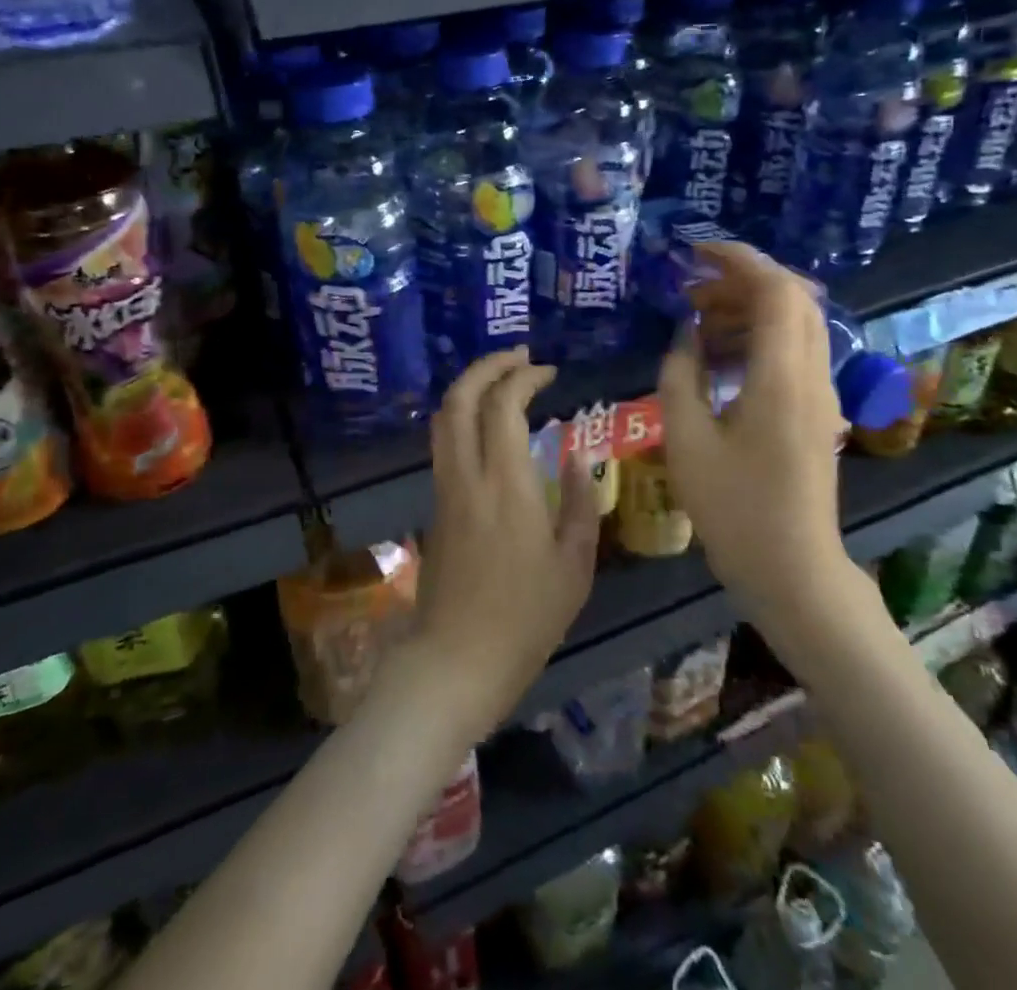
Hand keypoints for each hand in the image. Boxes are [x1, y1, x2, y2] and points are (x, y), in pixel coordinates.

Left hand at [408, 348, 600, 741]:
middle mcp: (467, 474)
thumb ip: (581, 504)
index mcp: (507, 484)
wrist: (456, 660)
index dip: (523, 376)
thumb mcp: (574, 566)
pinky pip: (444, 441)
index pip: (503, 404)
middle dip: (488, 365)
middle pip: (460, 397)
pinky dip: (462, 414)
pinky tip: (487, 424)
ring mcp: (445, 488)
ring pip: (444, 417)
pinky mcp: (435, 504)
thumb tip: (580, 457)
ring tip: (502, 379)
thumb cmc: (526, 618)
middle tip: (519, 357)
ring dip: (470, 386)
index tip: (547, 372)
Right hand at [656, 242, 855, 620]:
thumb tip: (684, 337)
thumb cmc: (735, 509)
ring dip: (748, 309)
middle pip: (792, 298)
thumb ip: (680, 376)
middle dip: (741, 281)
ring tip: (698, 324)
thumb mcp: (687, 441)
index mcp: (781, 377)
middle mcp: (812, 375)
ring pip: (795, 323)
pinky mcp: (817, 411)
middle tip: (692, 292)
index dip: (739, 260)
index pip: (776, 290)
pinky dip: (758, 337)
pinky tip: (719, 360)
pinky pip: (793, 351)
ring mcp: (821, 393)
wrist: (794, 569)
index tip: (695, 252)